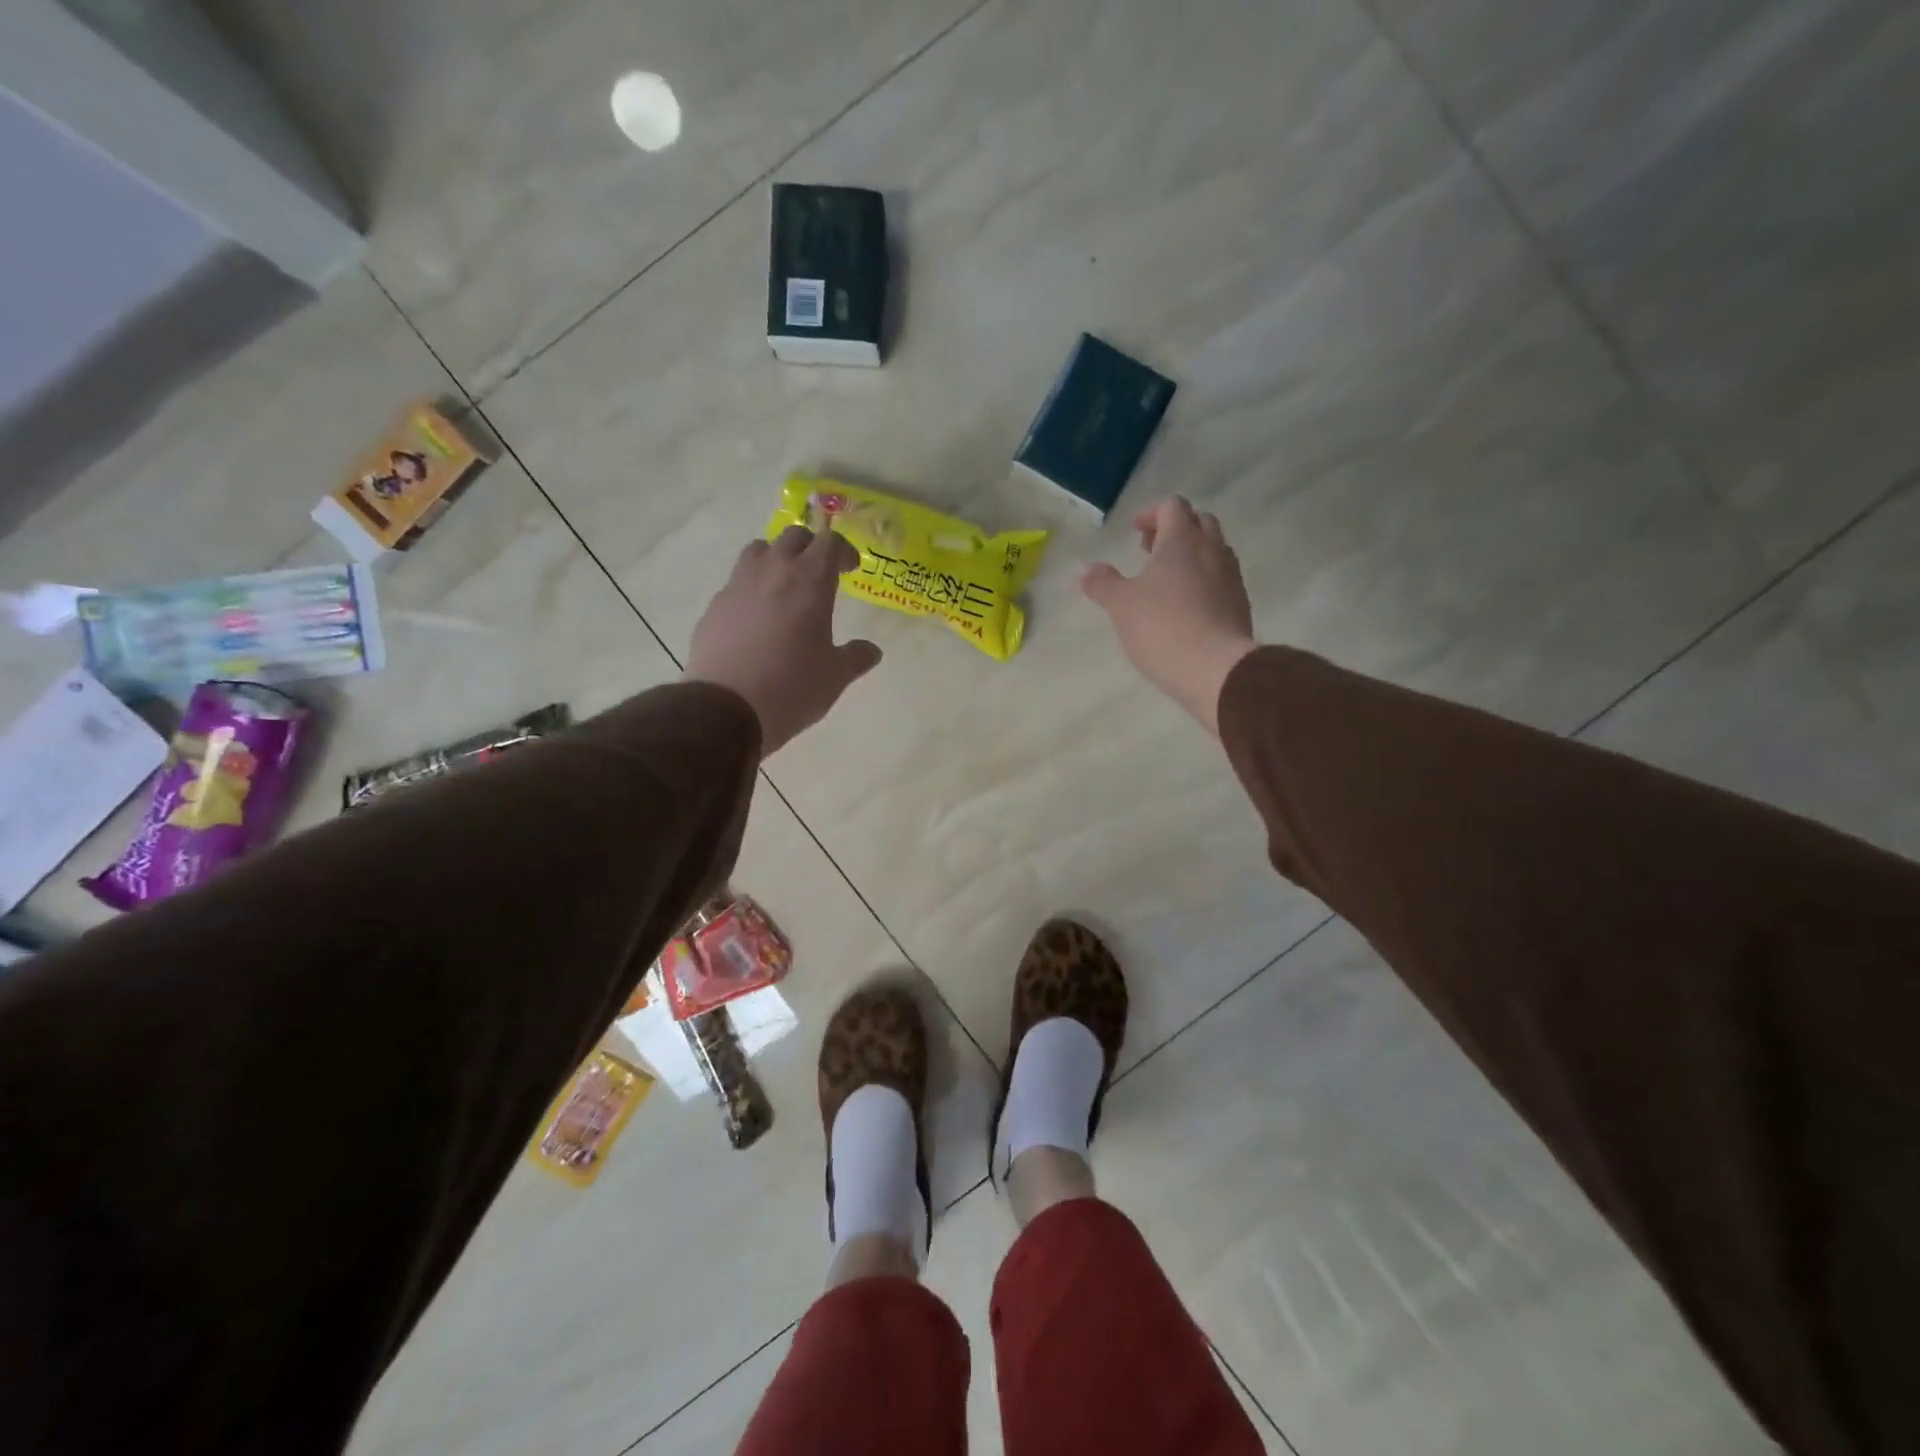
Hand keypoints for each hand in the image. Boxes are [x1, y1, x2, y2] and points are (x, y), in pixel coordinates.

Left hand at [685, 525, 881, 755]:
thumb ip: (856, 658)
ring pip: (758, 551)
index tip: (850, 570)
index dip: (843, 551)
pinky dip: (751, 589)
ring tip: (784, 587)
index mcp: (810, 582)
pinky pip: (736, 583)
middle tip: (820, 574)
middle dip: (810, 548)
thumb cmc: (792, 688)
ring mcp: (738, 585)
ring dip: (775, 559)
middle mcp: (773, 572)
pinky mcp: (714, 606)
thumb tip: (872, 651)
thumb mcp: (835, 677)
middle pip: (793, 537)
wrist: (725, 708)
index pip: (829, 542)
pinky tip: (756, 620)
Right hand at [1080, 498, 1256, 732]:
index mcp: (1182, 540)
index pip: (1172, 506)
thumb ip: (1101, 583)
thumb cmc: (1163, 627)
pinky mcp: (1240, 605)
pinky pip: (1221, 579)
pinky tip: (1185, 606)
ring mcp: (1231, 577)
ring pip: (1214, 550)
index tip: (1134, 531)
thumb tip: (1082, 569)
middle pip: (1199, 522)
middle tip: (1150, 551)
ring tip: (1166, 580)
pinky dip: (1203, 581)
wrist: (1216, 669)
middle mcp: (1212, 550)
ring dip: (1191, 555)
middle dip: (1175, 530)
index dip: (1151, 513)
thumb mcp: (1121, 605)